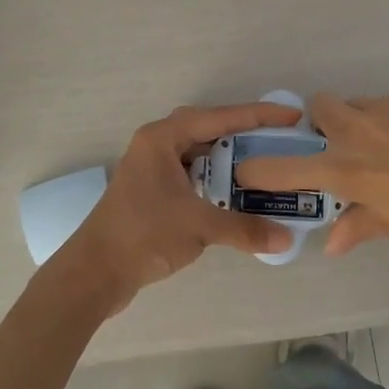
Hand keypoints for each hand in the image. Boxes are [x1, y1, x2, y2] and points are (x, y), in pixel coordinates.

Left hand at [48, 100, 304, 318]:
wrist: (95, 271)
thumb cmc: (143, 235)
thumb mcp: (199, 226)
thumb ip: (245, 228)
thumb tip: (287, 238)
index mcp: (162, 138)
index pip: (219, 117)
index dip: (258, 116)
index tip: (293, 116)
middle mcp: (156, 145)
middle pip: (209, 129)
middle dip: (245, 134)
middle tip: (281, 140)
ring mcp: (152, 169)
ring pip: (199, 154)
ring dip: (229, 159)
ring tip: (266, 165)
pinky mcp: (152, 192)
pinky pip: (192, 175)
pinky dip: (215, 181)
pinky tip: (237, 194)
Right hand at [232, 87, 388, 266]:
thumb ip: (361, 225)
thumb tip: (334, 242)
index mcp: (349, 171)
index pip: (285, 166)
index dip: (261, 167)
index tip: (249, 167)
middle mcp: (361, 131)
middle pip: (321, 107)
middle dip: (326, 123)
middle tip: (351, 147)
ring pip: (363, 104)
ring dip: (368, 121)